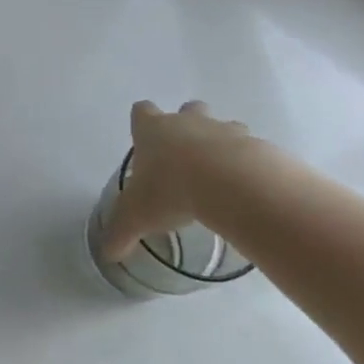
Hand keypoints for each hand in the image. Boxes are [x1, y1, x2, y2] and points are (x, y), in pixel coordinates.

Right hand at [103, 101, 274, 260]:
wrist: (232, 184)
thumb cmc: (172, 190)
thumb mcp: (136, 216)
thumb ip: (121, 232)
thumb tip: (108, 254)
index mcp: (153, 130)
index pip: (141, 111)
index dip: (142, 123)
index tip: (145, 143)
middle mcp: (187, 122)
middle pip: (187, 109)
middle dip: (187, 125)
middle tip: (186, 158)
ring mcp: (223, 130)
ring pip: (222, 127)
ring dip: (221, 145)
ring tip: (221, 178)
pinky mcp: (255, 145)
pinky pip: (251, 151)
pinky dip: (249, 166)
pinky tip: (246, 191)